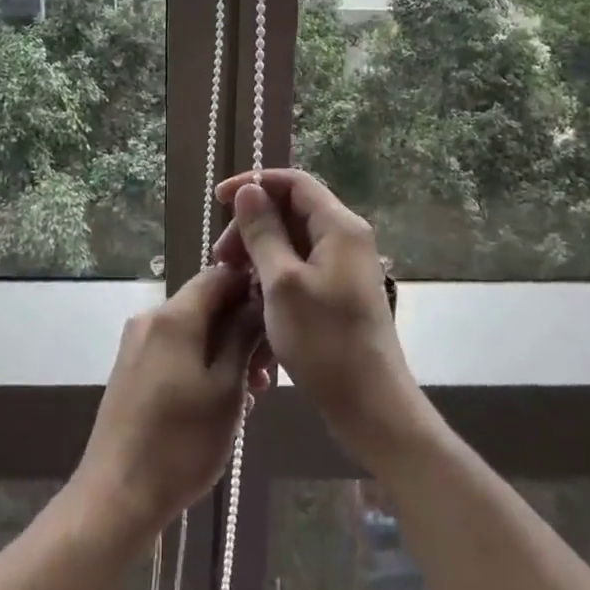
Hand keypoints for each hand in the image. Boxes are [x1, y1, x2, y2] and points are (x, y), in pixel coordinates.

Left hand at [71, 264, 268, 540]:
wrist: (117, 495)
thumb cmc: (182, 442)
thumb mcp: (227, 389)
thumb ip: (243, 337)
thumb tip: (257, 300)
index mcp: (174, 315)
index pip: (219, 274)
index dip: (251, 287)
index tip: (278, 318)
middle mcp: (151, 318)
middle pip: (206, 303)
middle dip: (241, 328)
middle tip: (269, 369)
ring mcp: (137, 344)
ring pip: (192, 330)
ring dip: (225, 350)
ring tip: (252, 393)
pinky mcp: (131, 370)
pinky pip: (175, 350)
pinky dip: (202, 363)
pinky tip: (221, 401)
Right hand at [214, 169, 426, 468]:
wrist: (371, 407)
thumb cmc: (325, 342)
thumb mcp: (282, 283)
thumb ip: (263, 232)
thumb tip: (248, 190)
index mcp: (339, 226)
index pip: (293, 182)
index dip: (254, 183)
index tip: (218, 200)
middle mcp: (346, 238)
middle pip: (291, 210)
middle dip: (251, 224)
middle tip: (221, 257)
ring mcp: (344, 266)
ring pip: (293, 240)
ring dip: (258, 251)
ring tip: (232, 279)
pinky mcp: (338, 291)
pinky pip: (300, 265)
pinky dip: (273, 272)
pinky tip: (252, 297)